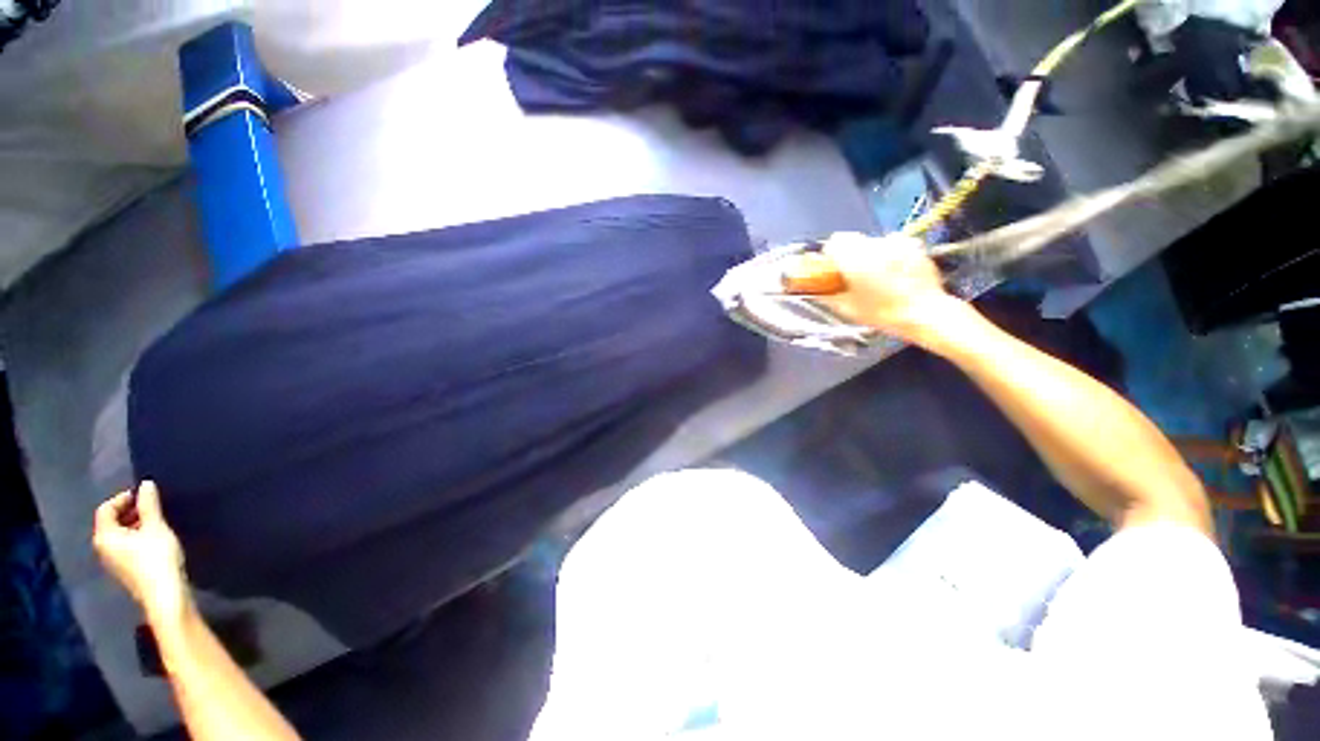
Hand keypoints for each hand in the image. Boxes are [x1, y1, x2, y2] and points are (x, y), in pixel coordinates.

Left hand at [93, 481, 192, 622]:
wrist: (164, 594)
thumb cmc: (156, 557)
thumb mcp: (156, 527)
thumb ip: (149, 505)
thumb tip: (145, 485)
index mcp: (104, 536)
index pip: (106, 509)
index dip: (123, 498)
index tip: (144, 494)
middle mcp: (102, 547)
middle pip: (111, 523)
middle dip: (129, 512)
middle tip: (152, 506)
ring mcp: (113, 561)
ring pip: (119, 536)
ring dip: (134, 525)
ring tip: (156, 521)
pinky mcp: (125, 570)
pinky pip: (125, 546)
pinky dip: (137, 537)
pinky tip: (154, 539)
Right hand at [813, 232, 970, 349]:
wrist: (925, 314)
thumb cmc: (882, 313)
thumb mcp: (848, 309)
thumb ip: (828, 295)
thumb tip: (816, 291)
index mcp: (855, 258)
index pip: (834, 241)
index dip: (831, 254)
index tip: (832, 267)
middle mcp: (875, 245)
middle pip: (854, 239)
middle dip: (850, 254)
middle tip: (852, 274)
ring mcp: (897, 243)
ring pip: (873, 242)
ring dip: (870, 254)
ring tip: (876, 276)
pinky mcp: (914, 246)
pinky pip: (894, 245)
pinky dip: (890, 255)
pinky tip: (894, 273)